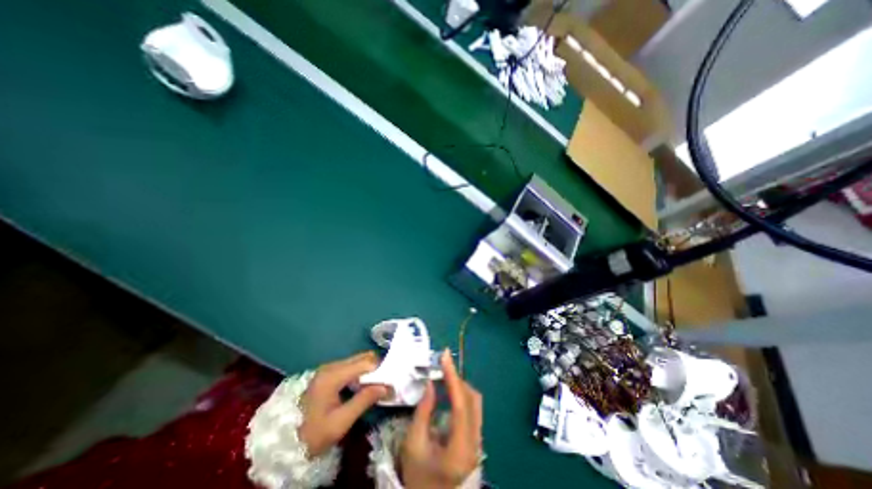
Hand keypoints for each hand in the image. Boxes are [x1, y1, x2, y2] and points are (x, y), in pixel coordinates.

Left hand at [299, 351, 385, 457]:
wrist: (282, 443)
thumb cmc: (312, 434)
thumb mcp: (340, 422)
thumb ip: (364, 400)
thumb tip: (387, 387)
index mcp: (333, 376)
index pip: (366, 362)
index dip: (381, 370)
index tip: (390, 382)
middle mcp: (331, 366)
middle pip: (362, 357)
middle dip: (377, 368)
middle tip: (384, 384)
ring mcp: (328, 368)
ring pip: (357, 360)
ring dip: (369, 370)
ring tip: (375, 386)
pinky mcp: (327, 373)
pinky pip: (350, 366)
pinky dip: (361, 372)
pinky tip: (362, 387)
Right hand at [402, 350, 483, 486]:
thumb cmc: (418, 477)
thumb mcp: (413, 444)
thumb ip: (423, 411)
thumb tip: (431, 383)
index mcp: (460, 448)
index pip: (461, 405)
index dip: (453, 377)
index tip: (445, 357)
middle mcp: (475, 443)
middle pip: (472, 400)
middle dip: (456, 379)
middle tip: (441, 366)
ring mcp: (478, 442)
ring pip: (475, 403)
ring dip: (459, 386)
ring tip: (443, 376)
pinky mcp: (475, 440)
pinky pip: (472, 410)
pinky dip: (461, 396)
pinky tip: (448, 392)